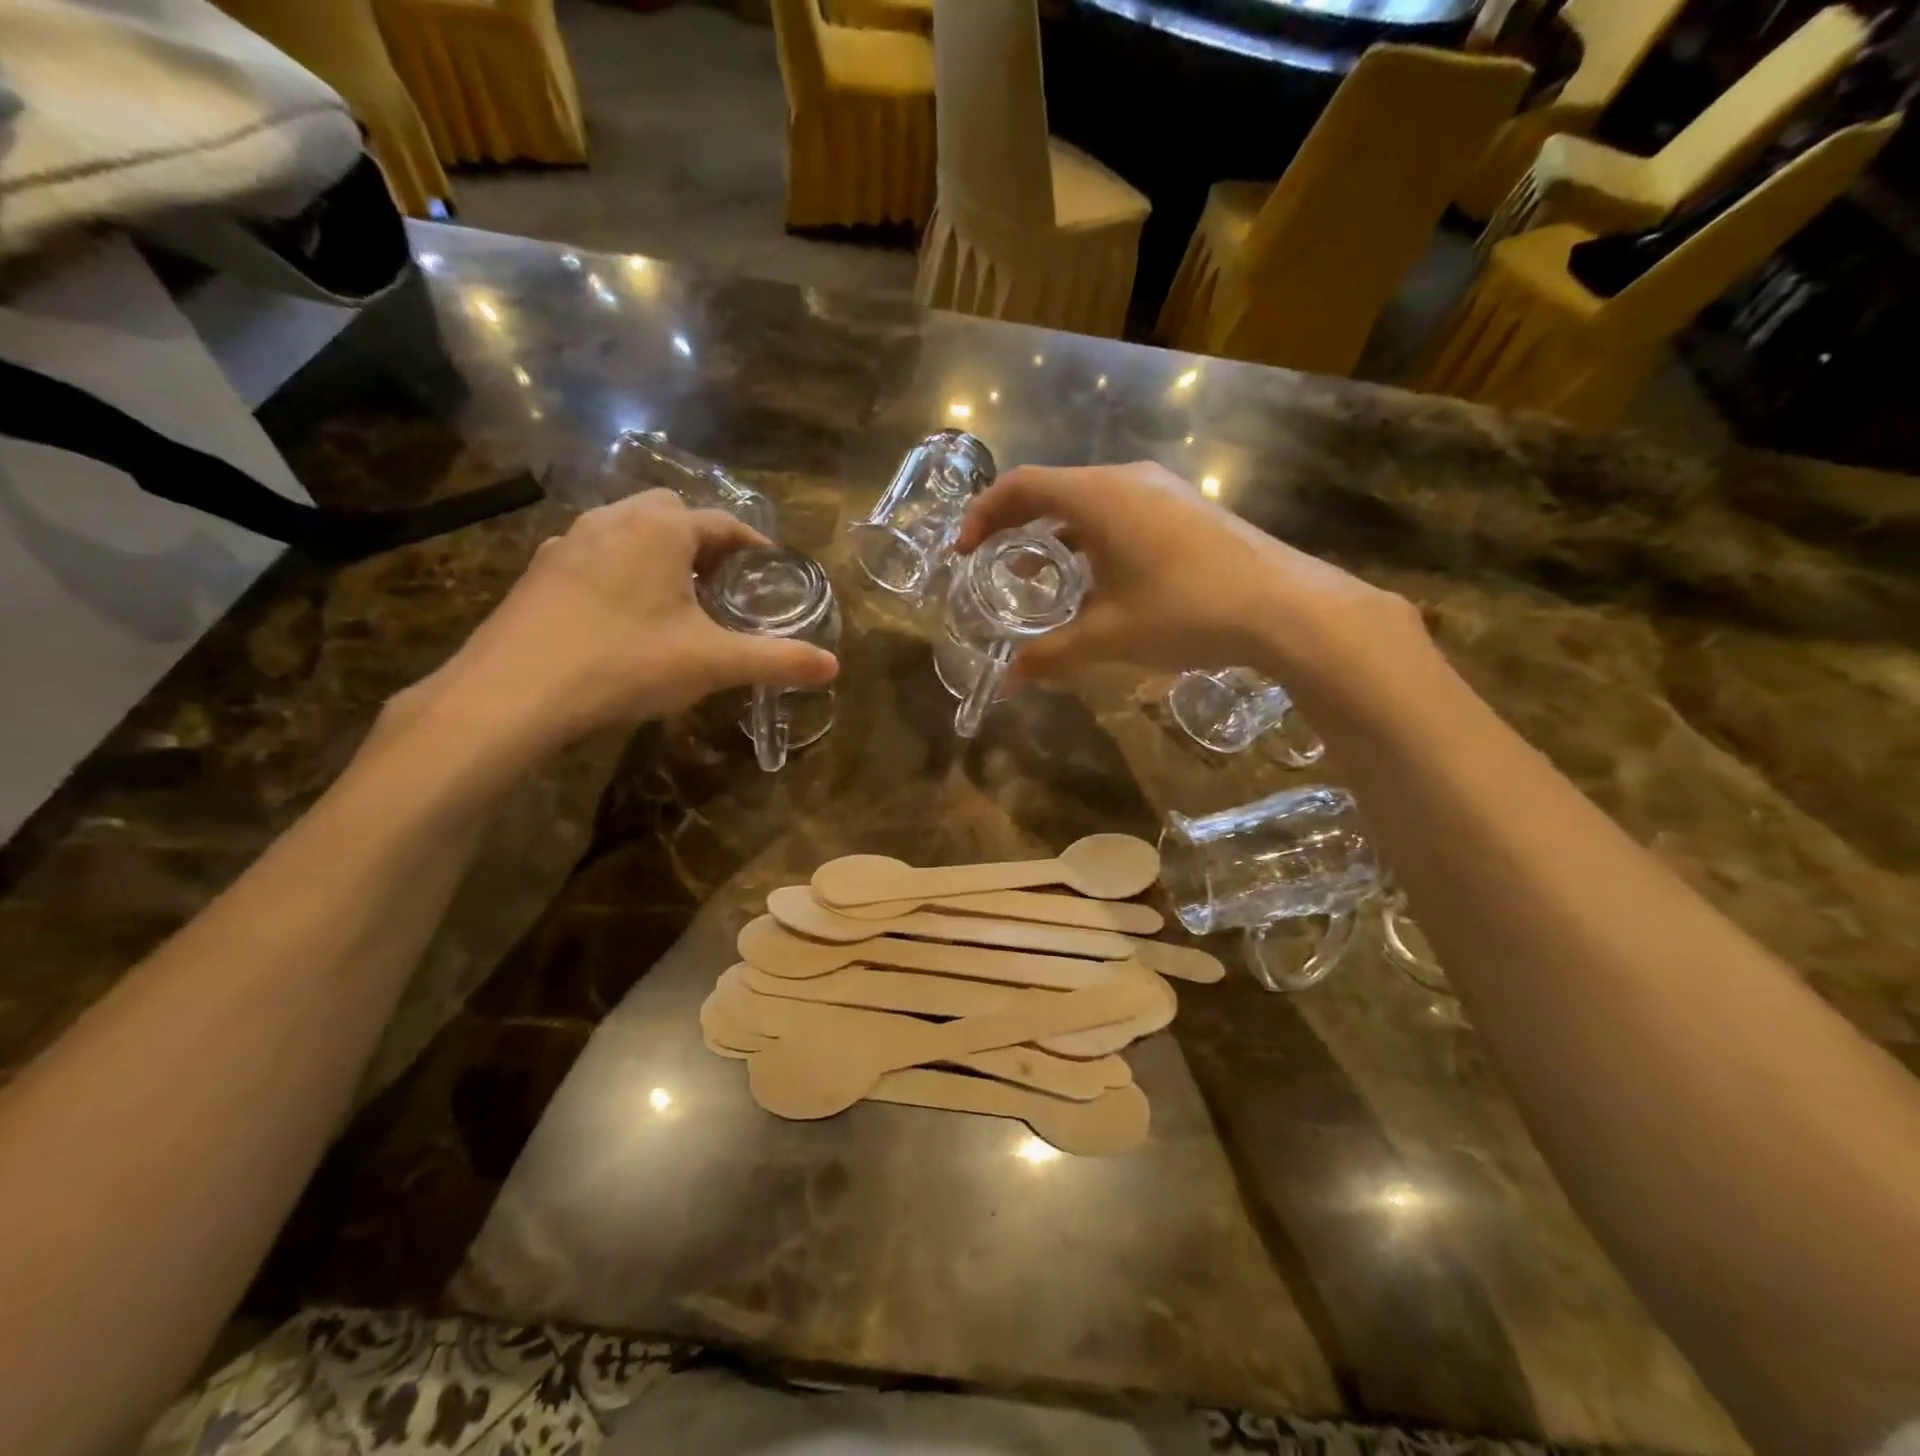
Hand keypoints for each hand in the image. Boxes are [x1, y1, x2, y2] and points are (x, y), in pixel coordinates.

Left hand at [417, 490, 837, 751]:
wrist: (511, 694)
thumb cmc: (625, 664)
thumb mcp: (713, 663)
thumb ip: (776, 660)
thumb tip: (833, 665)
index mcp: (660, 530)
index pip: (722, 523)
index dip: (753, 546)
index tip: (772, 570)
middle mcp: (612, 520)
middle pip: (671, 515)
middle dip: (703, 543)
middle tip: (723, 585)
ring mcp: (567, 544)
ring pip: (627, 532)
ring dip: (659, 555)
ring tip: (677, 600)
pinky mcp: (538, 573)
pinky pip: (594, 556)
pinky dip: (621, 572)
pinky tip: (624, 617)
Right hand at [955, 462, 1424, 697]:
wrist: (1286, 608)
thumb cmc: (1184, 611)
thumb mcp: (1108, 637)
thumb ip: (1051, 654)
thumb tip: (1008, 681)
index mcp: (1098, 496)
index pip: (1021, 486)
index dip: (983, 515)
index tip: (964, 552)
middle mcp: (1128, 480)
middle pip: (1054, 490)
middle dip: (1015, 525)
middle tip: (993, 564)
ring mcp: (1163, 491)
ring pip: (1090, 503)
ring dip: (1057, 535)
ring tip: (1040, 577)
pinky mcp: (1188, 510)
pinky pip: (1122, 513)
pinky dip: (1093, 539)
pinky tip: (1099, 580)